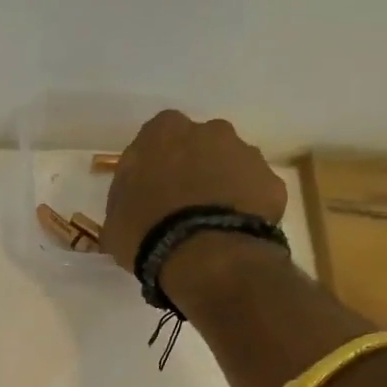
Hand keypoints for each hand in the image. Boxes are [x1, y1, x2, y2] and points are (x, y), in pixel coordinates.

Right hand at [100, 110, 287, 271]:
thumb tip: (134, 200)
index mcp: (163, 132)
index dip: (152, 168)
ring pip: (229, 167)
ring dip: (219, 188)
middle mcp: (209, 130)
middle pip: (198, 147)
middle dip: (191, 171)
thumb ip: (124, 199)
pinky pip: (252, 194)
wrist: (204, 255)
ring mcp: (246, 154)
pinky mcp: (271, 182)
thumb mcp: (114, 221)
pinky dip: (243, 209)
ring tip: (207, 227)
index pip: (154, 140)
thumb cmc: (147, 232)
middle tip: (180, 209)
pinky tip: (230, 236)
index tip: (148, 193)